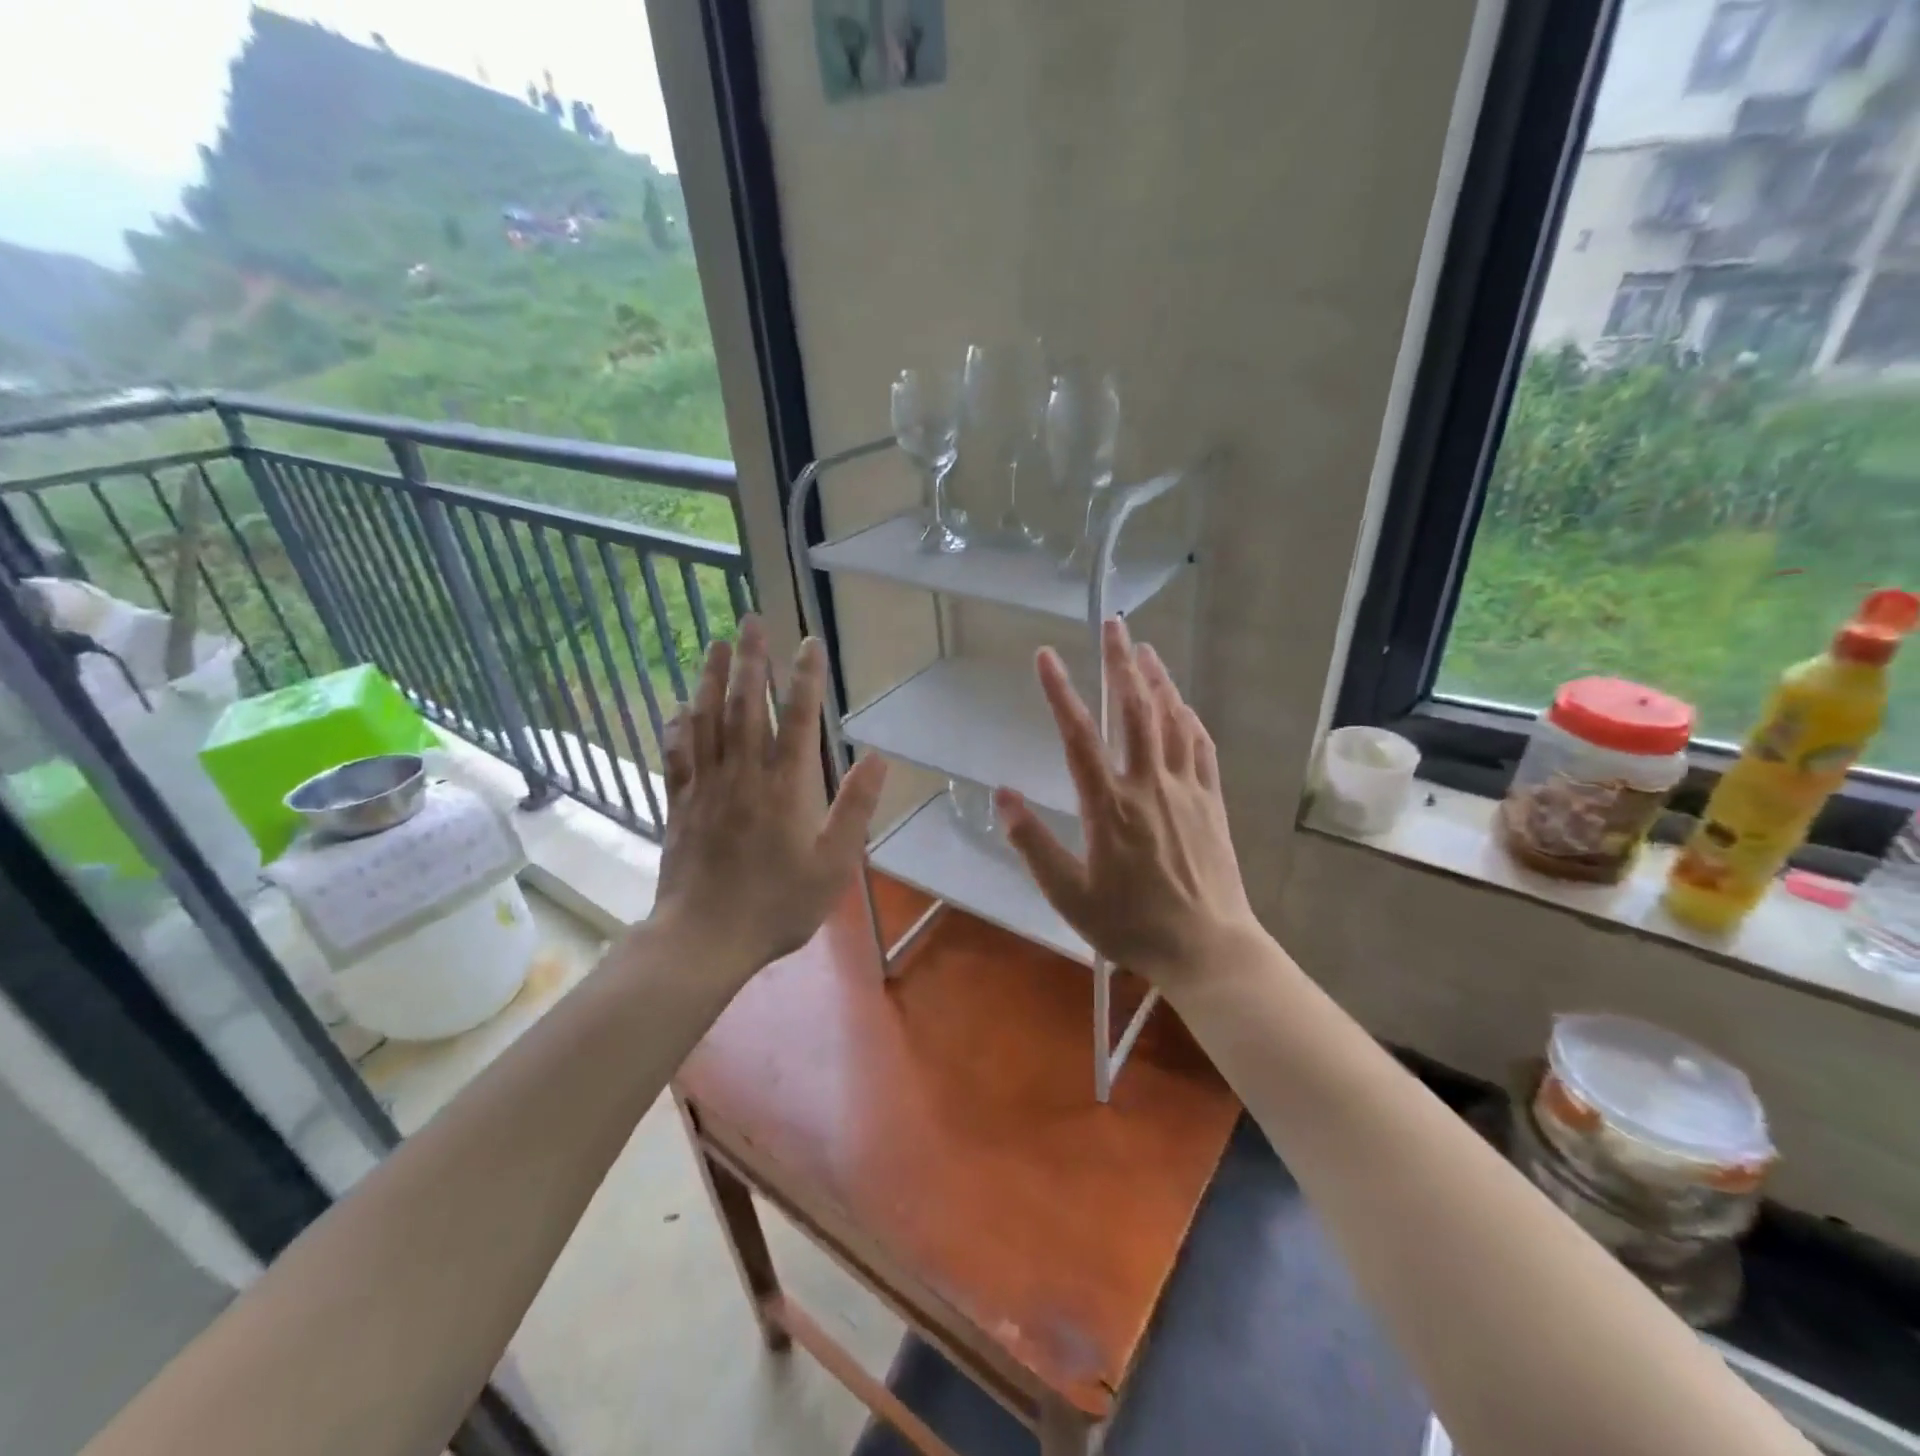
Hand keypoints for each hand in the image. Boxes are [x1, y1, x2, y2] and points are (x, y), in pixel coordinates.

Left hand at [650, 616, 886, 977]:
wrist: (705, 939)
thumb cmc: (778, 905)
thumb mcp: (834, 865)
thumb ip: (856, 809)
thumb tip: (878, 758)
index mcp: (785, 787)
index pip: (796, 719)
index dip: (804, 678)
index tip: (809, 643)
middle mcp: (743, 775)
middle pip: (744, 706)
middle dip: (750, 660)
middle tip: (751, 620)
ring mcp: (706, 787)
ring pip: (706, 720)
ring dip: (710, 678)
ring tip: (715, 643)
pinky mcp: (679, 804)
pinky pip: (677, 754)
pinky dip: (678, 725)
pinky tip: (678, 706)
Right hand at [995, 618, 1263, 991]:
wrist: (1206, 948)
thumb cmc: (1130, 924)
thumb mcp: (1068, 894)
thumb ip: (1032, 843)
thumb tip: (1001, 795)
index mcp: (1108, 806)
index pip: (1078, 736)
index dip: (1060, 692)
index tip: (1045, 655)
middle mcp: (1148, 785)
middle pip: (1134, 711)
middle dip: (1120, 662)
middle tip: (1113, 623)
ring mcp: (1185, 789)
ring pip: (1172, 720)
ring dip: (1157, 680)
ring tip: (1145, 648)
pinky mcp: (1211, 801)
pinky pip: (1201, 746)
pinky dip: (1189, 717)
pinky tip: (1181, 703)